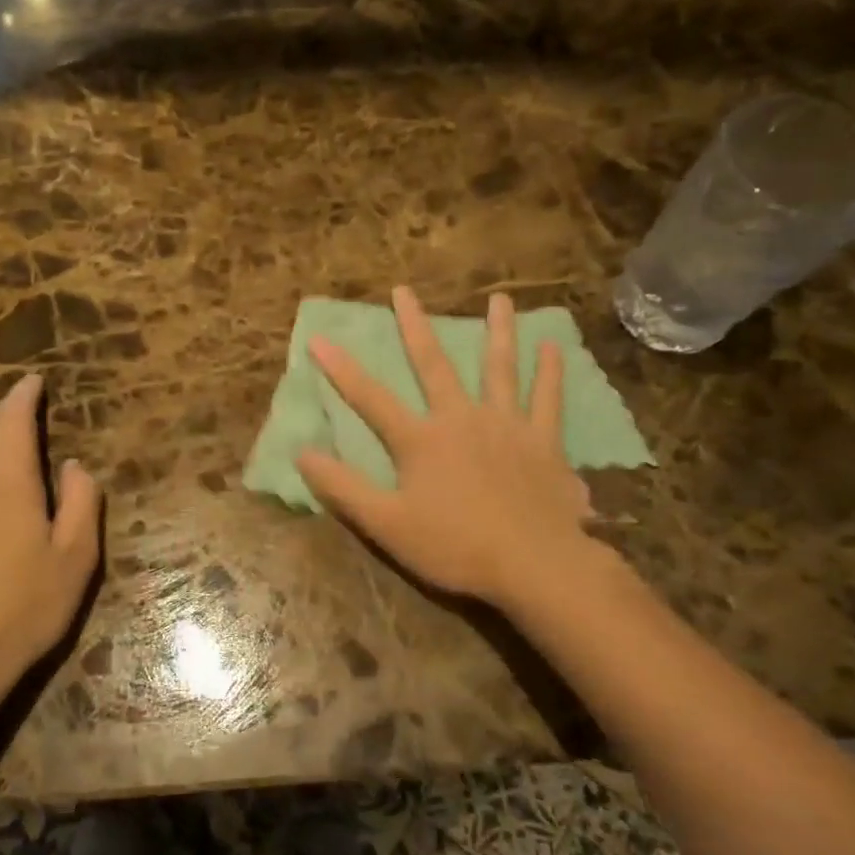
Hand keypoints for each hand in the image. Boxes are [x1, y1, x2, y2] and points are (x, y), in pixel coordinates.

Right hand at [296, 287, 601, 614]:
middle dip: (415, 326)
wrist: (534, 564)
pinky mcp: (543, 442)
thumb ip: (343, 488)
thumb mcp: (386, 524)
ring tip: (500, 298)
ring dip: (499, 331)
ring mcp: (506, 425)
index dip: (341, 369)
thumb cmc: (455, 546)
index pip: (370, 398)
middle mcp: (461, 418)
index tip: (319, 337)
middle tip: (404, 290)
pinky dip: (550, 373)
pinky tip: (553, 348)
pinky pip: (548, 400)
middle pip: (433, 365)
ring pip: (499, 368)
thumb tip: (301, 453)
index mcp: (421, 439)